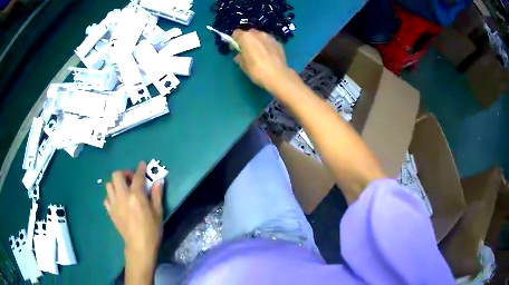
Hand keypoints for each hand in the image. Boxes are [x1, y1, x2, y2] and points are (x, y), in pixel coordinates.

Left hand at [104, 161, 163, 269]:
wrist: (139, 246)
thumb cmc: (151, 230)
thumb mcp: (158, 212)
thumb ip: (156, 194)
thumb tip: (159, 180)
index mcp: (136, 196)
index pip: (137, 176)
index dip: (140, 168)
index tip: (142, 164)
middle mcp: (122, 196)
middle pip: (117, 175)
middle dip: (124, 173)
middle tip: (131, 180)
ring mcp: (114, 204)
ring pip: (109, 185)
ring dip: (116, 184)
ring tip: (123, 190)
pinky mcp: (110, 212)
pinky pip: (106, 198)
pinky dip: (111, 196)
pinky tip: (118, 201)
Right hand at [232, 29, 291, 91]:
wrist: (278, 76)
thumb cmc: (257, 71)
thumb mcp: (243, 65)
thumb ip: (240, 57)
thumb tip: (240, 55)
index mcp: (246, 37)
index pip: (236, 33)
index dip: (234, 40)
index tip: (235, 48)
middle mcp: (258, 34)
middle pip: (249, 33)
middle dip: (247, 39)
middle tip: (247, 50)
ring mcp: (269, 37)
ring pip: (260, 36)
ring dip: (257, 41)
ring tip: (259, 52)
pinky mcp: (278, 42)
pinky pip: (268, 41)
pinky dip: (266, 45)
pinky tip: (268, 55)